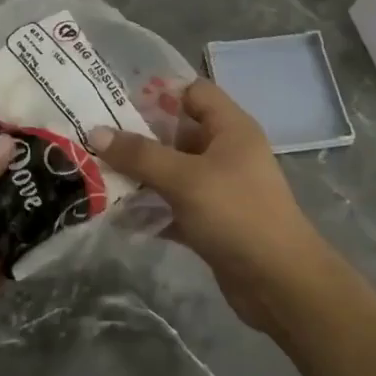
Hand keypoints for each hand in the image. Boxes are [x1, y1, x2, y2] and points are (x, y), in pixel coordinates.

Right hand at [91, 80, 328, 331]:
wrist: (280, 283)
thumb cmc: (237, 214)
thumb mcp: (185, 178)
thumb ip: (140, 155)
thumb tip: (95, 132)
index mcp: (230, 128)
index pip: (194, 92)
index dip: (160, 93)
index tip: (118, 103)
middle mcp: (225, 152)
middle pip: (177, 132)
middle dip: (139, 137)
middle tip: (96, 139)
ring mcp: (219, 188)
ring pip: (172, 171)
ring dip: (140, 175)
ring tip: (98, 175)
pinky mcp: (211, 221)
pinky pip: (173, 206)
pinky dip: (149, 209)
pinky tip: (117, 215)